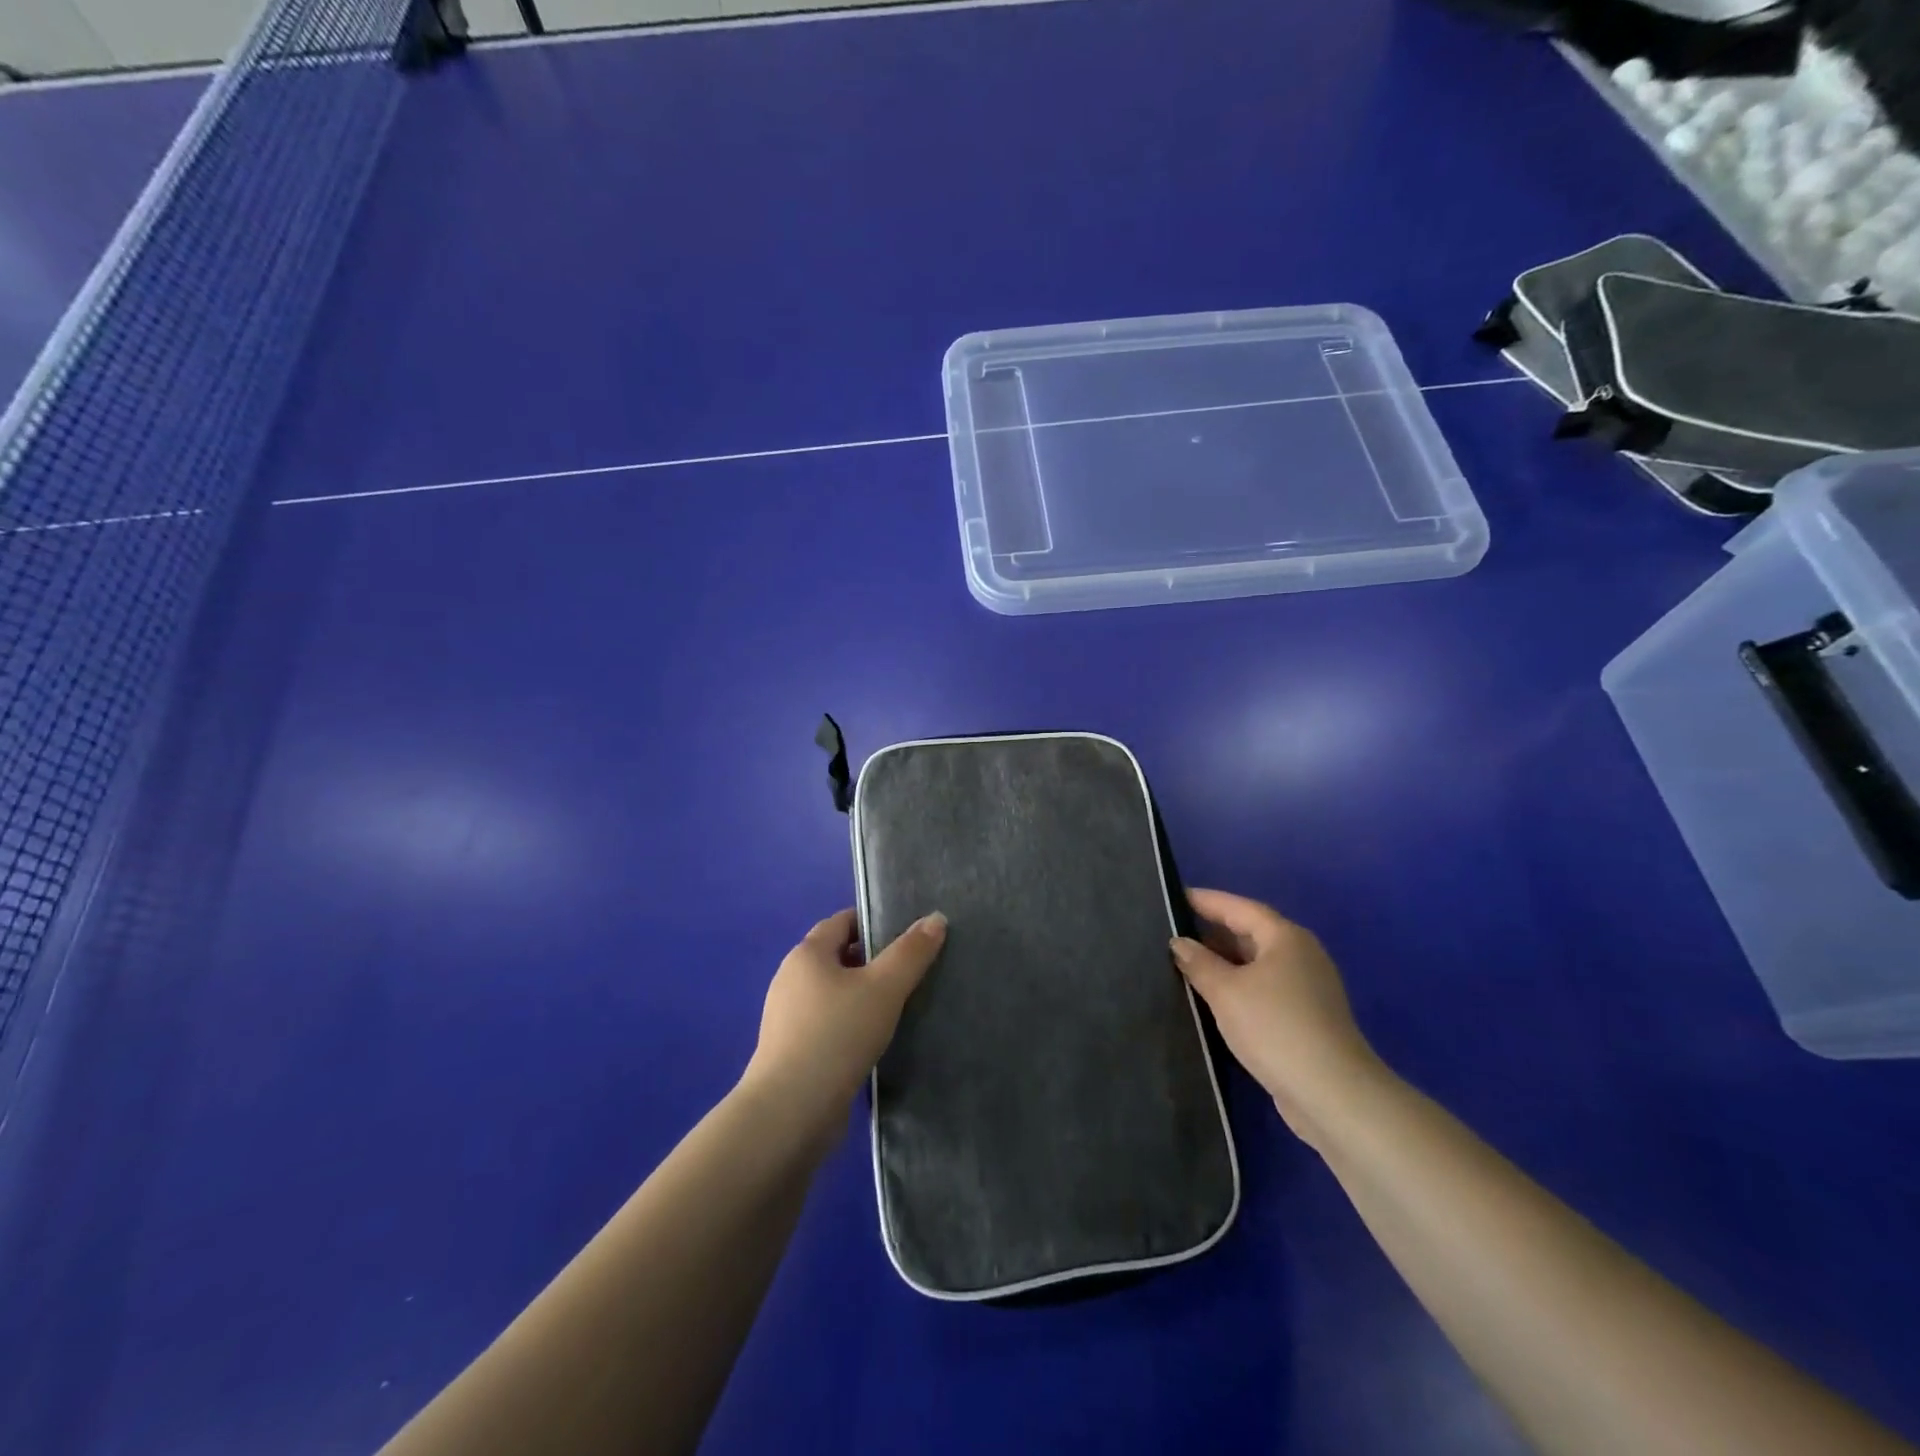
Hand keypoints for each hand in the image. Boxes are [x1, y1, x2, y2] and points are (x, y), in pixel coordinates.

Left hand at [742, 908, 946, 1129]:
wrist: (791, 1111)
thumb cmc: (837, 1035)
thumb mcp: (884, 988)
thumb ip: (911, 952)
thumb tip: (936, 918)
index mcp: (807, 954)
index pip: (842, 921)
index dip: (874, 922)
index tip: (908, 935)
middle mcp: (790, 979)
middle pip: (837, 956)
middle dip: (872, 960)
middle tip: (911, 970)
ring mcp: (787, 1018)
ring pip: (833, 993)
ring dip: (862, 995)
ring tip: (899, 1006)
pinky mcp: (791, 1051)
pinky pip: (827, 1024)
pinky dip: (850, 1024)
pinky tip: (874, 1040)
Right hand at [1171, 889, 1382, 1144]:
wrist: (1332, 1094)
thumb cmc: (1274, 1027)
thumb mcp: (1226, 991)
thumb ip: (1199, 963)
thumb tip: (1179, 943)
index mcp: (1285, 938)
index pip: (1239, 907)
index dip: (1206, 900)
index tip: (1174, 897)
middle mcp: (1300, 955)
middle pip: (1250, 933)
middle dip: (1212, 931)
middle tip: (1173, 932)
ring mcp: (1306, 988)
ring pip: (1256, 964)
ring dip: (1223, 962)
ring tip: (1184, 963)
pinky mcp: (1305, 1018)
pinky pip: (1263, 988)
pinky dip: (1237, 986)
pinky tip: (1212, 998)